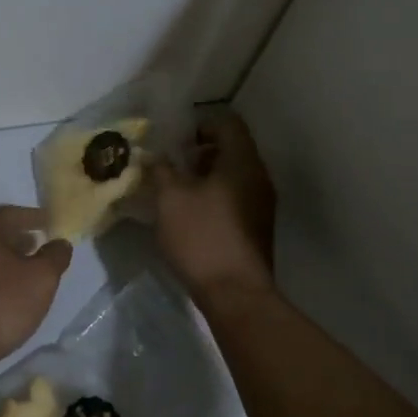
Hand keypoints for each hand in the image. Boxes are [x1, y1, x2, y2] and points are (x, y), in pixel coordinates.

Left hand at [0, 206, 72, 364]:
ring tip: (29, 268)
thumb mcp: (41, 278)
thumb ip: (55, 256)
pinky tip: (8, 292)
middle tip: (41, 243)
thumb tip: (60, 243)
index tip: (52, 221)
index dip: (35, 217)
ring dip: (7, 258)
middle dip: (19, 237)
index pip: (12, 214)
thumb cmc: (2, 304)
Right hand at [151, 112, 276, 301]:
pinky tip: (191, 215)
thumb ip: (161, 169)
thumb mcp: (170, 198)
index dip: (200, 125)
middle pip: (232, 149)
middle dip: (199, 153)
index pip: (227, 123)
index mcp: (242, 161)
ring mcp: (262, 204)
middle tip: (171, 166)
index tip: (175, 141)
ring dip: (205, 177)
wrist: (235, 293)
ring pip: (233, 176)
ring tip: (176, 192)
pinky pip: (236, 198)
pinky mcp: (257, 228)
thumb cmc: (202, 236)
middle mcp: (259, 177)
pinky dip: (214, 197)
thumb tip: (155, 155)